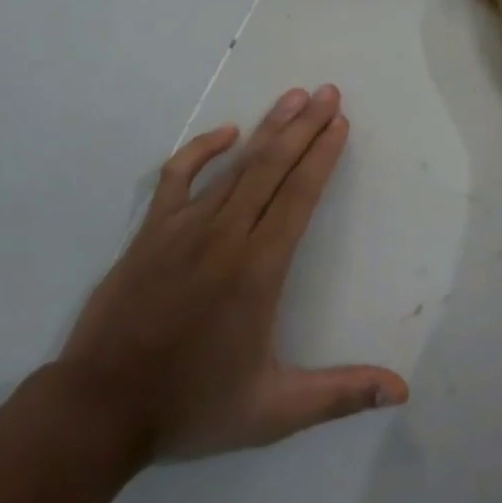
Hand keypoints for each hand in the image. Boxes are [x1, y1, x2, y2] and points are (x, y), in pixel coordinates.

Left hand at [55, 85, 407, 459]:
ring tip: (293, 97)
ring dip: (267, 129)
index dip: (322, 155)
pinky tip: (226, 133)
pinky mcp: (150, 231)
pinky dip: (202, 149)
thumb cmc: (191, 406)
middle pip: (272, 167)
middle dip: (304, 126)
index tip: (340, 122)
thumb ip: (339, 395)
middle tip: (328, 92)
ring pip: (235, 166)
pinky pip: (178, 175)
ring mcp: (183, 228)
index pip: (299, 196)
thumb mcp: (273, 410)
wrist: (99, 409)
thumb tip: (402, 390)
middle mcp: (225, 236)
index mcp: (258, 270)